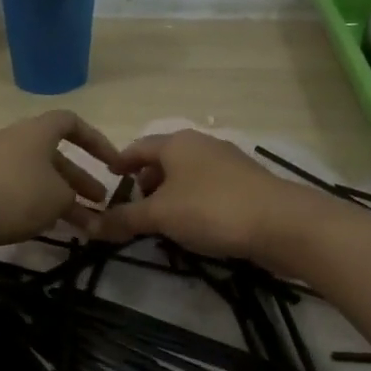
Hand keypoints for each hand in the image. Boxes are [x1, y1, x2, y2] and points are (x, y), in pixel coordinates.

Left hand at [0, 111, 121, 249]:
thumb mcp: (58, 197)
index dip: (96, 141)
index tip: (113, 163)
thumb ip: (74, 198)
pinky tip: (48, 226)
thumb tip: (72, 203)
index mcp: (37, 131)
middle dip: (80, 178)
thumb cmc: (16, 195)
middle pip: (55, 154)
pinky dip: (37, 204)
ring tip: (82, 223)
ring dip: (61, 196)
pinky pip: (18, 189)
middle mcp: (15, 140)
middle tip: (100, 200)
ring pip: (38, 176)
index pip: (71, 122)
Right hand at [92, 130, 300, 259]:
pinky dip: (193, 203)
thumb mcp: (160, 216)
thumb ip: (124, 220)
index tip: (109, 178)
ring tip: (161, 221)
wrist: (281, 223)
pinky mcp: (247, 184)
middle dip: (146, 182)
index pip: (138, 147)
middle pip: (164, 160)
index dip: (120, 163)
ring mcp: (228, 163)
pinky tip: (193, 226)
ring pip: (187, 176)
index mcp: (177, 143)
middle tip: (134, 207)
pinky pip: (208, 189)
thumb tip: (89, 227)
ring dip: (170, 195)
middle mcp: (201, 145)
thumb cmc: (211, 209)